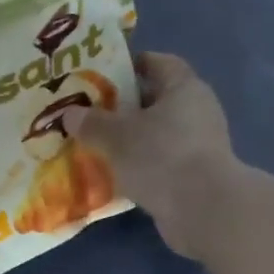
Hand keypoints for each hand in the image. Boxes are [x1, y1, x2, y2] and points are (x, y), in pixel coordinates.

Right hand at [64, 52, 237, 260]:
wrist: (203, 210)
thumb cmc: (160, 157)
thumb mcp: (116, 136)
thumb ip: (91, 123)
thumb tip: (70, 113)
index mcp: (183, 88)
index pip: (158, 63)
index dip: (131, 65)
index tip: (103, 75)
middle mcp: (197, 111)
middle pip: (156, 100)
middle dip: (124, 107)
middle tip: (91, 114)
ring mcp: (200, 145)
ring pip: (158, 134)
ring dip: (131, 139)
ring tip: (98, 145)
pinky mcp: (197, 175)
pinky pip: (162, 162)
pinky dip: (141, 165)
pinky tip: (116, 175)